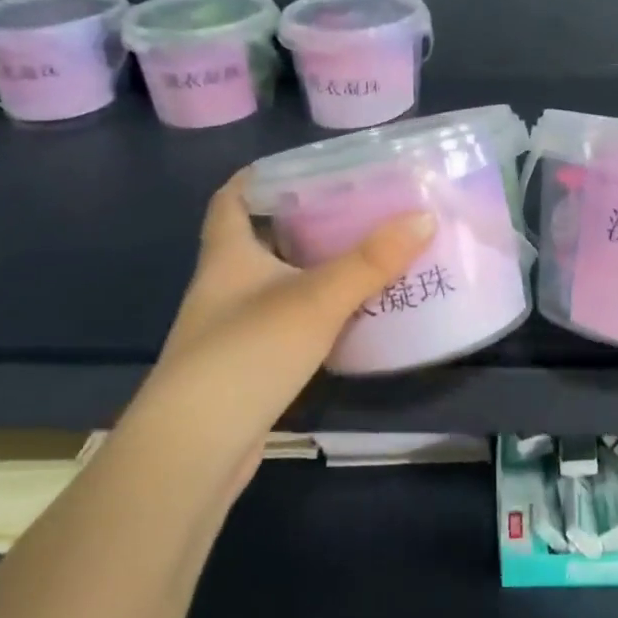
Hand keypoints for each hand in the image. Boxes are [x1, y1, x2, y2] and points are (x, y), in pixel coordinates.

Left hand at [130, 172, 436, 484]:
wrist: (193, 452)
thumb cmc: (246, 354)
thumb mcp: (317, 299)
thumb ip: (372, 261)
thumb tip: (425, 218)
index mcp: (228, 255)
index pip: (230, 199)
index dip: (257, 177)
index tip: (302, 165)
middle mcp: (224, 286)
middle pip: (259, 238)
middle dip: (301, 220)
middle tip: (354, 206)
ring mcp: (232, 329)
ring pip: (275, 282)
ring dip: (312, 268)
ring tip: (364, 253)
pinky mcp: (246, 367)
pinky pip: (285, 322)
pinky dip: (315, 311)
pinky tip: (350, 314)